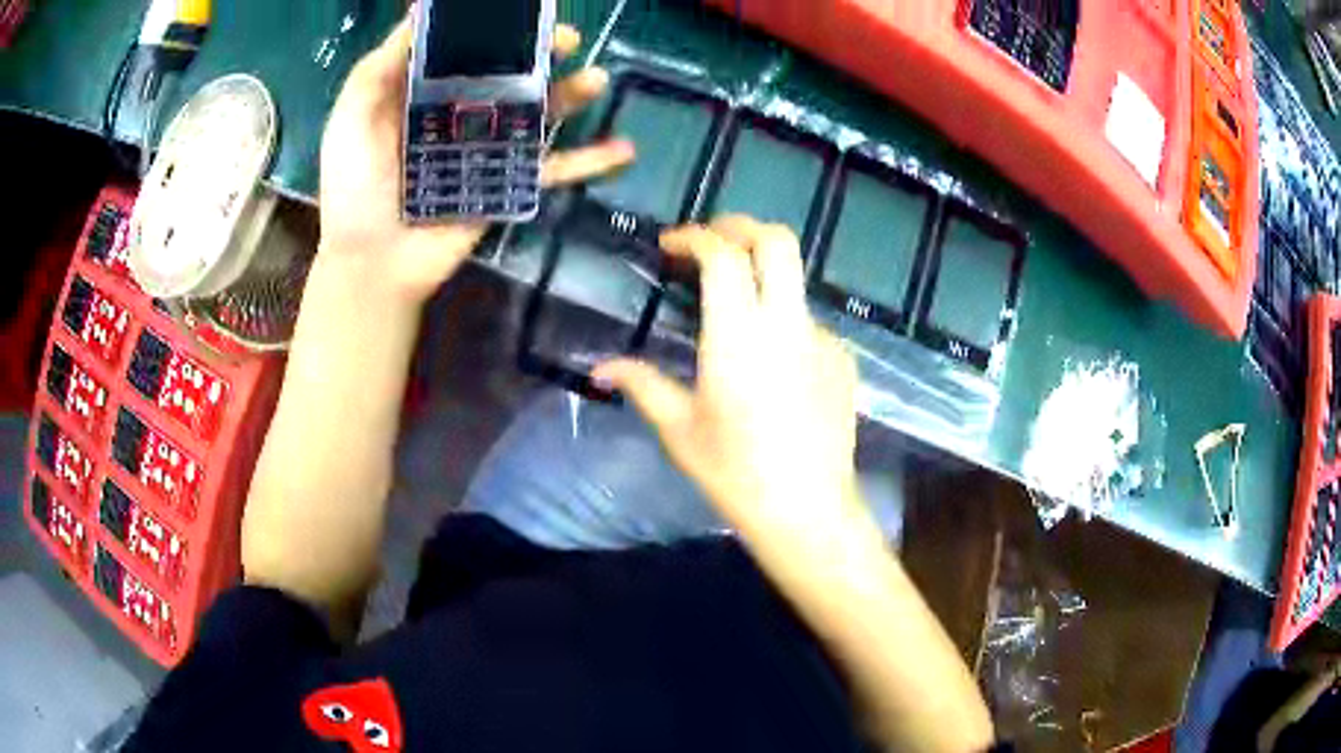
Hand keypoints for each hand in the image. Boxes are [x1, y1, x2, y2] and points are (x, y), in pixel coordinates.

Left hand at [318, 18, 634, 303]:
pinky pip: (552, 169)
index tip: (524, 12)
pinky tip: (623, 150)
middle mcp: (461, 113)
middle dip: (541, 53)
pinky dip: (588, 162)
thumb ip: (379, 67)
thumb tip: (420, 11)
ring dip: (573, 95)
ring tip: (597, 80)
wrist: (373, 264)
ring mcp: (487, 149)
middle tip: (568, 38)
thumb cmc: (354, 188)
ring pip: (539, 114)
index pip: (466, 49)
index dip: (494, 29)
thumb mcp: (352, 118)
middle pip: (510, 74)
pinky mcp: (505, 185)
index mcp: (424, 94)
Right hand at [594, 216, 862, 539]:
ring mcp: (823, 339)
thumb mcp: (680, 429)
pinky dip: (784, 321)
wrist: (807, 510)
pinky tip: (771, 362)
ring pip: (795, 281)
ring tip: (736, 308)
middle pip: (777, 241)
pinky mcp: (844, 360)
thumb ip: (641, 385)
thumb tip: (600, 368)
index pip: (723, 255)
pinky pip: (810, 322)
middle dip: (741, 227)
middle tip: (711, 240)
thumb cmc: (735, 472)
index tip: (671, 246)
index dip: (694, 237)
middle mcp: (787, 323)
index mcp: (739, 334)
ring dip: (763, 276)